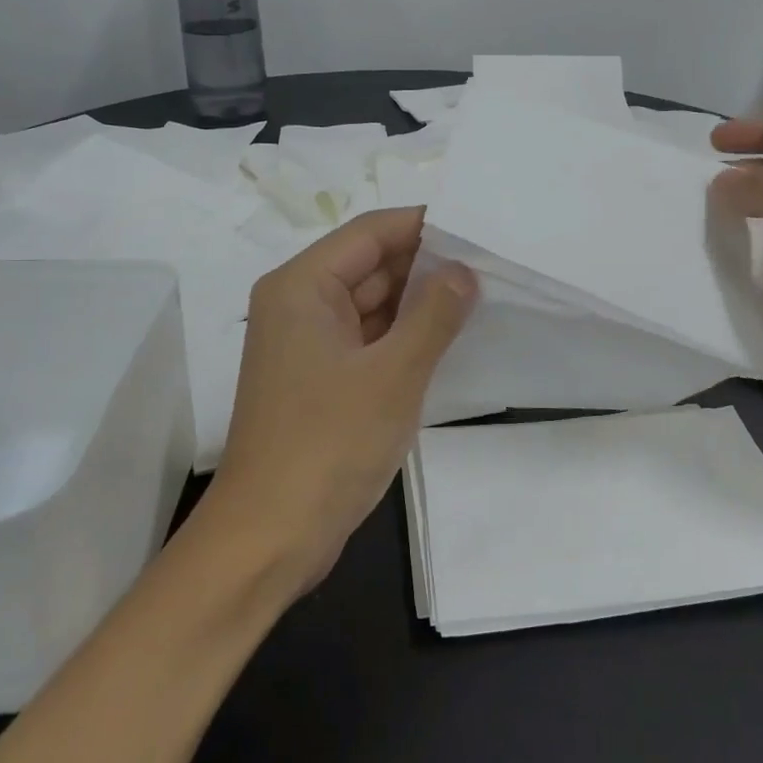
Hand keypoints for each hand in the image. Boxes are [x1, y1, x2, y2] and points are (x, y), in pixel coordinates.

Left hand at [206, 208, 475, 593]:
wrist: (270, 537)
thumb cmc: (328, 444)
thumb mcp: (393, 374)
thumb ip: (434, 315)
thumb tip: (464, 271)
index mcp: (302, 286)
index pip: (370, 232)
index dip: (424, 225)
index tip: (478, 230)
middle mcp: (299, 305)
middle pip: (370, 265)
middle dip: (427, 265)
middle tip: (492, 265)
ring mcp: (308, 345)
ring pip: (372, 305)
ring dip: (419, 303)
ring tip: (483, 296)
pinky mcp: (320, 380)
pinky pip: (368, 340)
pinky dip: (404, 337)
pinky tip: (449, 338)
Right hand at [710, 117, 762, 422]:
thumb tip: (719, 182)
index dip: (758, 134)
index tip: (711, 143)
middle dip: (733, 182)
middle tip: (682, 189)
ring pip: (758, 230)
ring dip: (725, 226)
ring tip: (677, 222)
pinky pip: (754, 275)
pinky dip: (728, 270)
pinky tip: (693, 264)